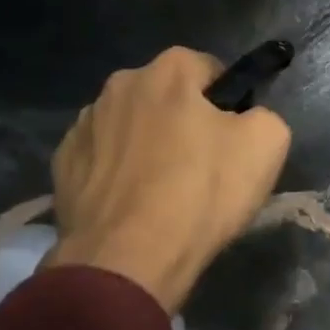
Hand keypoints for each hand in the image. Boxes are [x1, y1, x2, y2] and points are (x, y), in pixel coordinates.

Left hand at [44, 46, 290, 312]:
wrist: (128, 259)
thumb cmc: (201, 192)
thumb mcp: (268, 144)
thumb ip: (264, 115)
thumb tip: (248, 119)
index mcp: (169, 70)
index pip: (210, 69)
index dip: (227, 102)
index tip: (233, 139)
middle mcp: (120, 84)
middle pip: (166, 96)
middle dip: (183, 120)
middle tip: (202, 166)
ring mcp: (84, 124)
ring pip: (131, 126)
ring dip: (147, 145)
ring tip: (163, 191)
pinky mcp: (62, 164)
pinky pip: (102, 158)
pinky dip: (117, 173)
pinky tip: (132, 205)